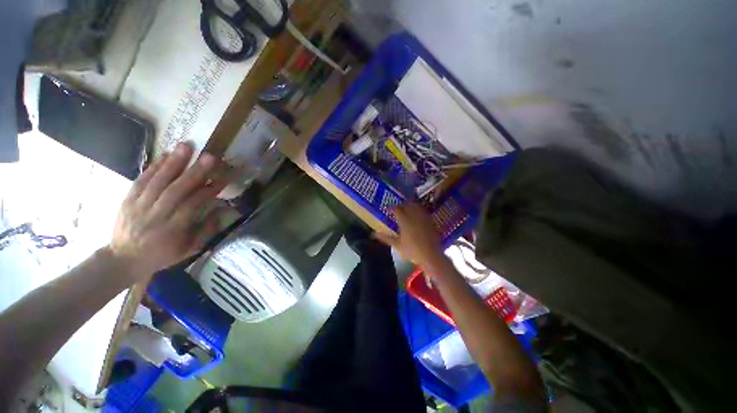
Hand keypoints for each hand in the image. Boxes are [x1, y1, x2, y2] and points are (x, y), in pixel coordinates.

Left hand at [108, 142, 229, 282]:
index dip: (208, 191)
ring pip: (157, 181)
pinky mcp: (127, 200)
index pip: (193, 205)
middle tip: (208, 157)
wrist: (123, 259)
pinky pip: (141, 181)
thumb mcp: (189, 250)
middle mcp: (155, 216)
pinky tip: (165, 155)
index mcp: (173, 230)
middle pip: (175, 190)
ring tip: (186, 146)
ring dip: (173, 163)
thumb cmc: (162, 255)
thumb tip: (222, 210)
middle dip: (194, 172)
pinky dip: (153, 167)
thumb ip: (206, 230)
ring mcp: (138, 206)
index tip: (222, 179)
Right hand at [374, 203, 447, 269]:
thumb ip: (386, 238)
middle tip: (398, 209)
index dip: (392, 208)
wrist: (431, 255)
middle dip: (402, 205)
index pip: (397, 209)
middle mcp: (414, 216)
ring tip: (407, 209)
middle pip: (407, 205)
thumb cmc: (412, 251)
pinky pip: (424, 212)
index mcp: (404, 221)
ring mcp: (424, 218)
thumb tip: (374, 234)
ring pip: (417, 206)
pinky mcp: (431, 221)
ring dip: (411, 206)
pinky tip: (418, 216)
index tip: (388, 209)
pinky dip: (419, 211)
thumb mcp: (397, 245)